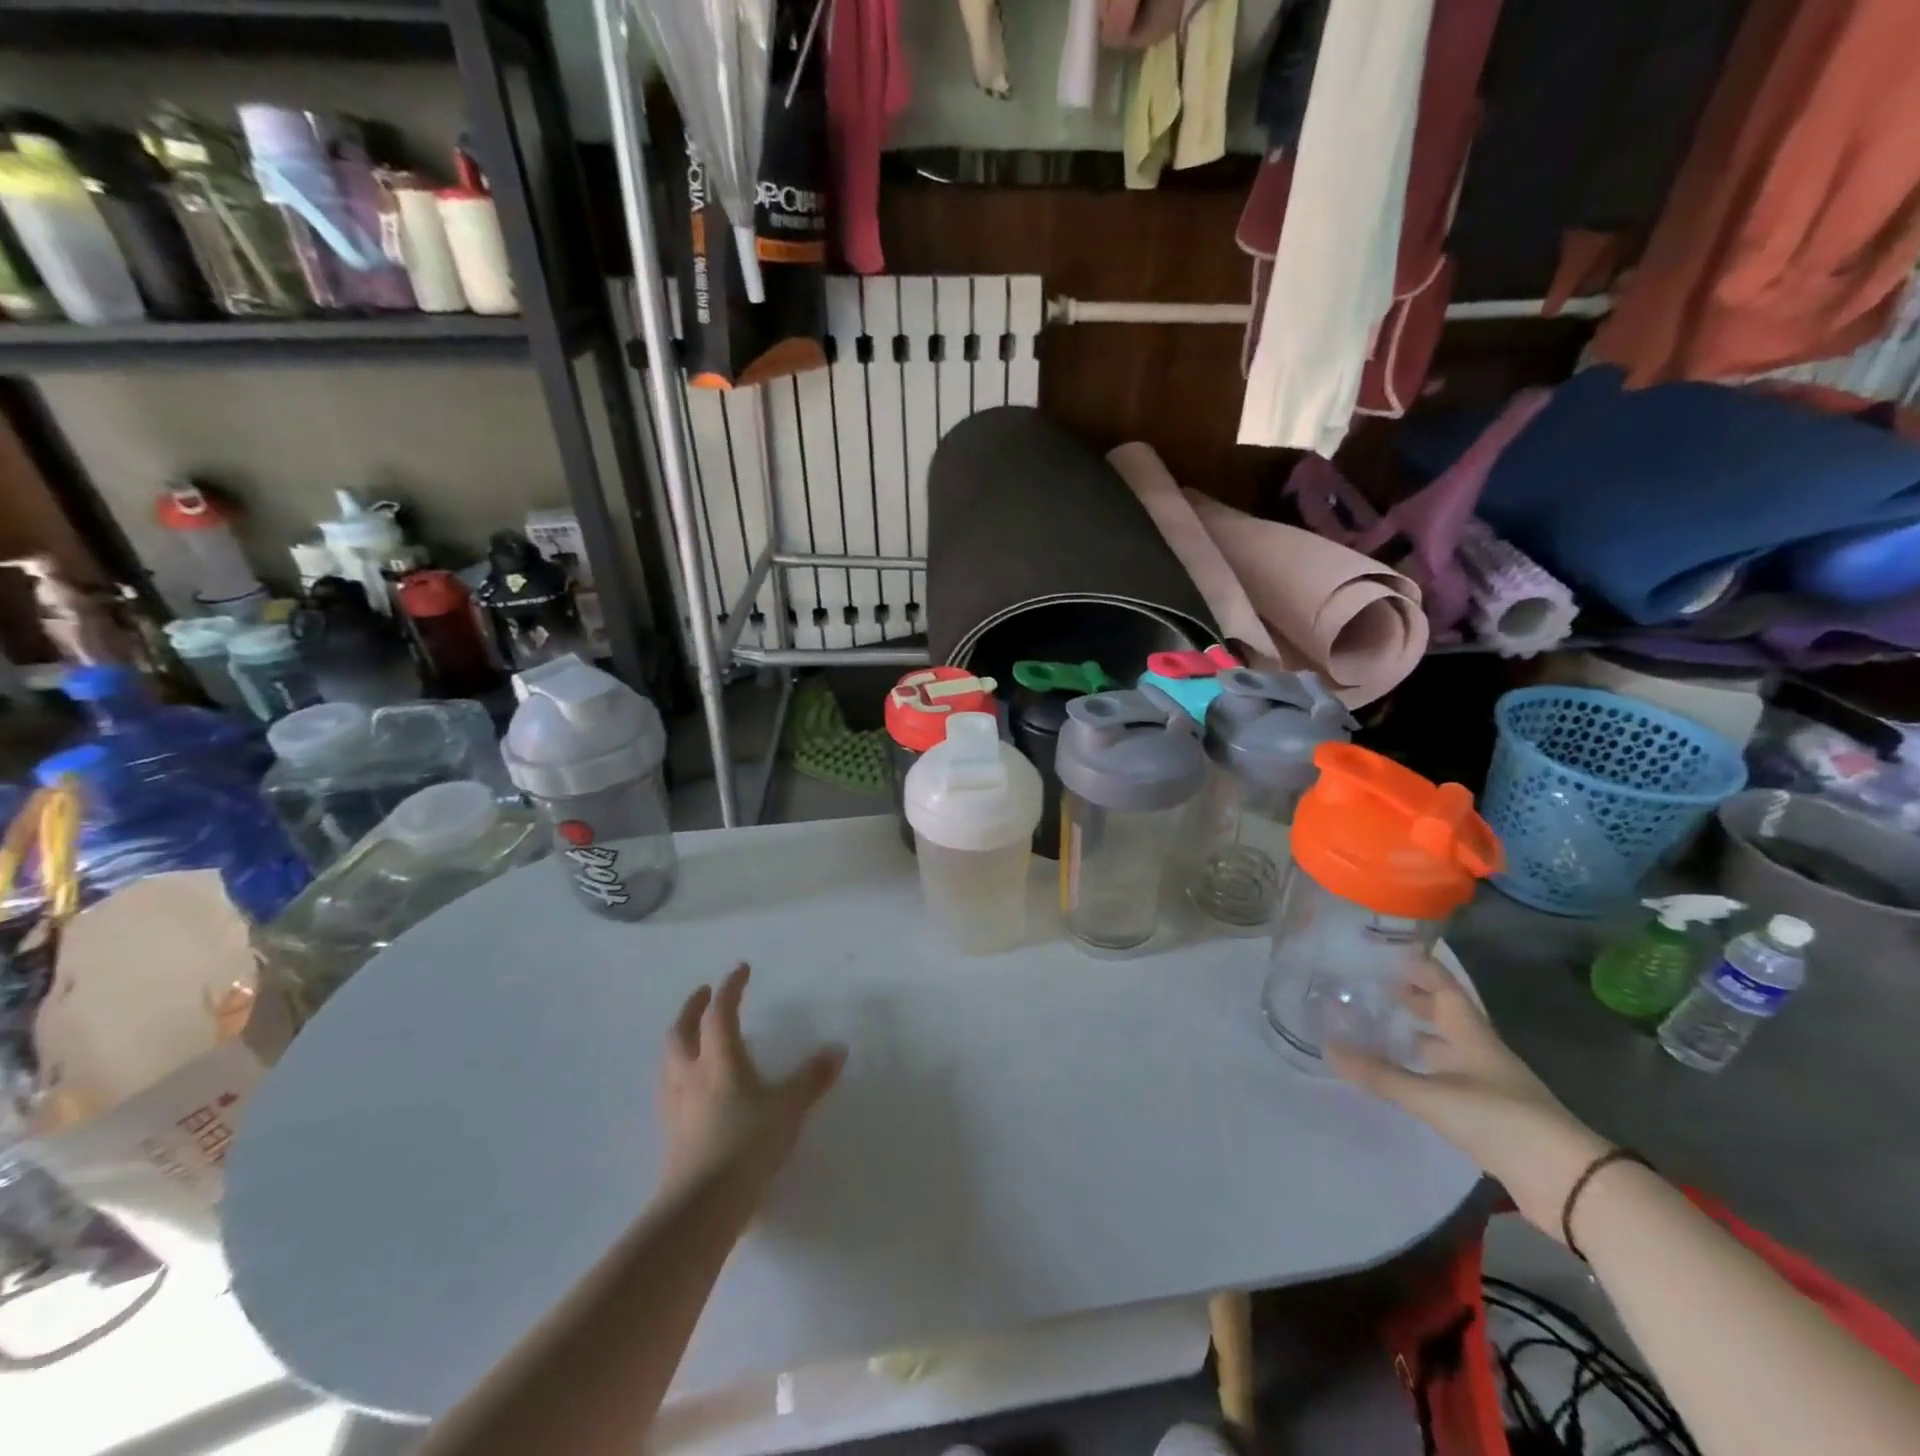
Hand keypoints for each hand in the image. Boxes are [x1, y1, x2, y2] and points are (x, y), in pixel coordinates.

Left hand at [659, 963, 845, 1195]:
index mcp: (719, 1059)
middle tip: (704, 993)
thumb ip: (812, 1078)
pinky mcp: (671, 1133)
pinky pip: (670, 1088)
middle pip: (682, 1030)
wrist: (702, 1206)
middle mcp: (692, 1074)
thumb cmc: (748, 1145)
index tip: (740, 969)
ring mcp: (676, 1105)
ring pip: (669, 1059)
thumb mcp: (789, 1108)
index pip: (720, 1012)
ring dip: (680, 1038)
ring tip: (693, 1035)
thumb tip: (838, 1048)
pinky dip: (679, 1072)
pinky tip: (691, 1086)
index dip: (731, 987)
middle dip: (693, 1007)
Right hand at [1327, 957, 1610, 1240]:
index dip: (1420, 968)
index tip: (1388, 952)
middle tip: (1372, 989)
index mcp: (1472, 1036)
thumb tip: (1328, 1048)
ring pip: (1445, 1051)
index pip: (1444, 988)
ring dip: (1416, 1038)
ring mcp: (1487, 1086)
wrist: (1568, 1183)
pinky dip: (1421, 1073)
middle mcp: (1480, 1054)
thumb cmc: (1502, 1121)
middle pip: (1444, 1017)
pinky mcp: (1487, 1117)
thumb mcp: (1435, 1096)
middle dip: (1412, 1001)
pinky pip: (1446, 1081)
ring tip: (1379, 1030)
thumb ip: (1382, 1075)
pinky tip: (1402, 1078)